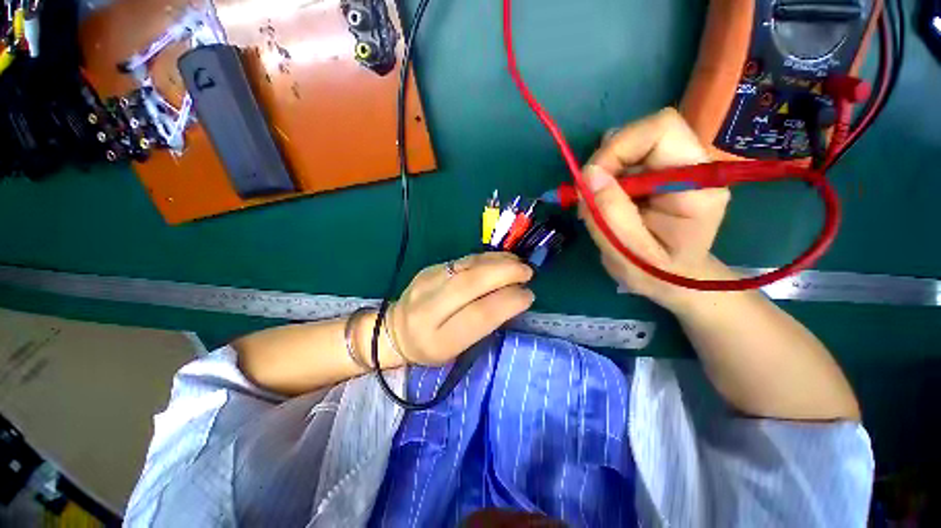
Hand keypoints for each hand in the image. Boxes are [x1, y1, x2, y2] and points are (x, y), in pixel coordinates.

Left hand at [387, 252, 534, 365]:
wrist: (395, 329)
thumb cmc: (431, 346)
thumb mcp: (457, 349)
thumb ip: (482, 324)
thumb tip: (512, 297)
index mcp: (438, 339)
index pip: (478, 315)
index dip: (508, 302)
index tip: (528, 295)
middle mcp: (429, 307)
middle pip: (472, 283)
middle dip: (506, 273)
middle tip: (528, 272)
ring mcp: (427, 282)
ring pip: (468, 266)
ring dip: (498, 261)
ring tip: (519, 264)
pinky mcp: (430, 268)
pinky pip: (463, 259)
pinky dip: (487, 258)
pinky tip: (501, 259)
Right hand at [580, 108, 729, 310]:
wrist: (673, 281)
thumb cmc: (656, 274)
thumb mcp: (629, 253)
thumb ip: (611, 214)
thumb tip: (588, 174)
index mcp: (696, 184)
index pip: (662, 130)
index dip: (619, 147)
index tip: (592, 181)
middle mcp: (689, 167)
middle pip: (641, 133)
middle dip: (605, 161)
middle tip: (589, 197)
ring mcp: (671, 169)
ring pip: (627, 145)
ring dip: (601, 172)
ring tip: (596, 205)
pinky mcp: (654, 175)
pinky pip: (621, 161)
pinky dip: (602, 178)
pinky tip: (602, 202)